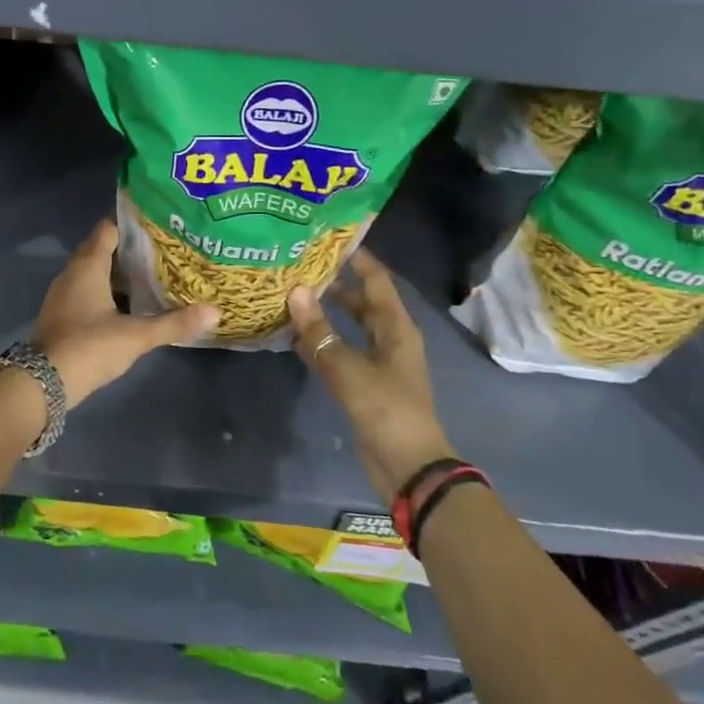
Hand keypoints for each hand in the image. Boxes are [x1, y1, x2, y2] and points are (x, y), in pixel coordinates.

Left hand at [34, 219, 217, 406]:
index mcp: (88, 265)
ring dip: (120, 272)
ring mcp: (64, 294)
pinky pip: (88, 290)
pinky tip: (132, 304)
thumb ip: (174, 322)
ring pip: (95, 272)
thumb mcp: (136, 336)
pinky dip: (109, 291)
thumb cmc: (89, 347)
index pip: (109, 228)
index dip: (133, 224)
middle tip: (165, 250)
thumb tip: (214, 311)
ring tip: (155, 274)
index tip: (160, 224)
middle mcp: (73, 272)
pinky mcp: (63, 314)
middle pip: (103, 249)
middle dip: (131, 248)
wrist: (43, 383)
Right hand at [288, 249, 454, 501]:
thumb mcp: (349, 369)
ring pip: (350, 326)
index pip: (376, 279)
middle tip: (302, 262)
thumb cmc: (387, 410)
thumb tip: (295, 291)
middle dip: (336, 281)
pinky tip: (295, 334)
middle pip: (362, 300)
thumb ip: (320, 332)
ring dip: (326, 312)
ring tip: (293, 292)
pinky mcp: (364, 384)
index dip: (356, 257)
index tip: (328, 236)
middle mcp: (389, 338)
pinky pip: (341, 352)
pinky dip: (321, 341)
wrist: (409, 468)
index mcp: (396, 327)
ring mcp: (377, 362)